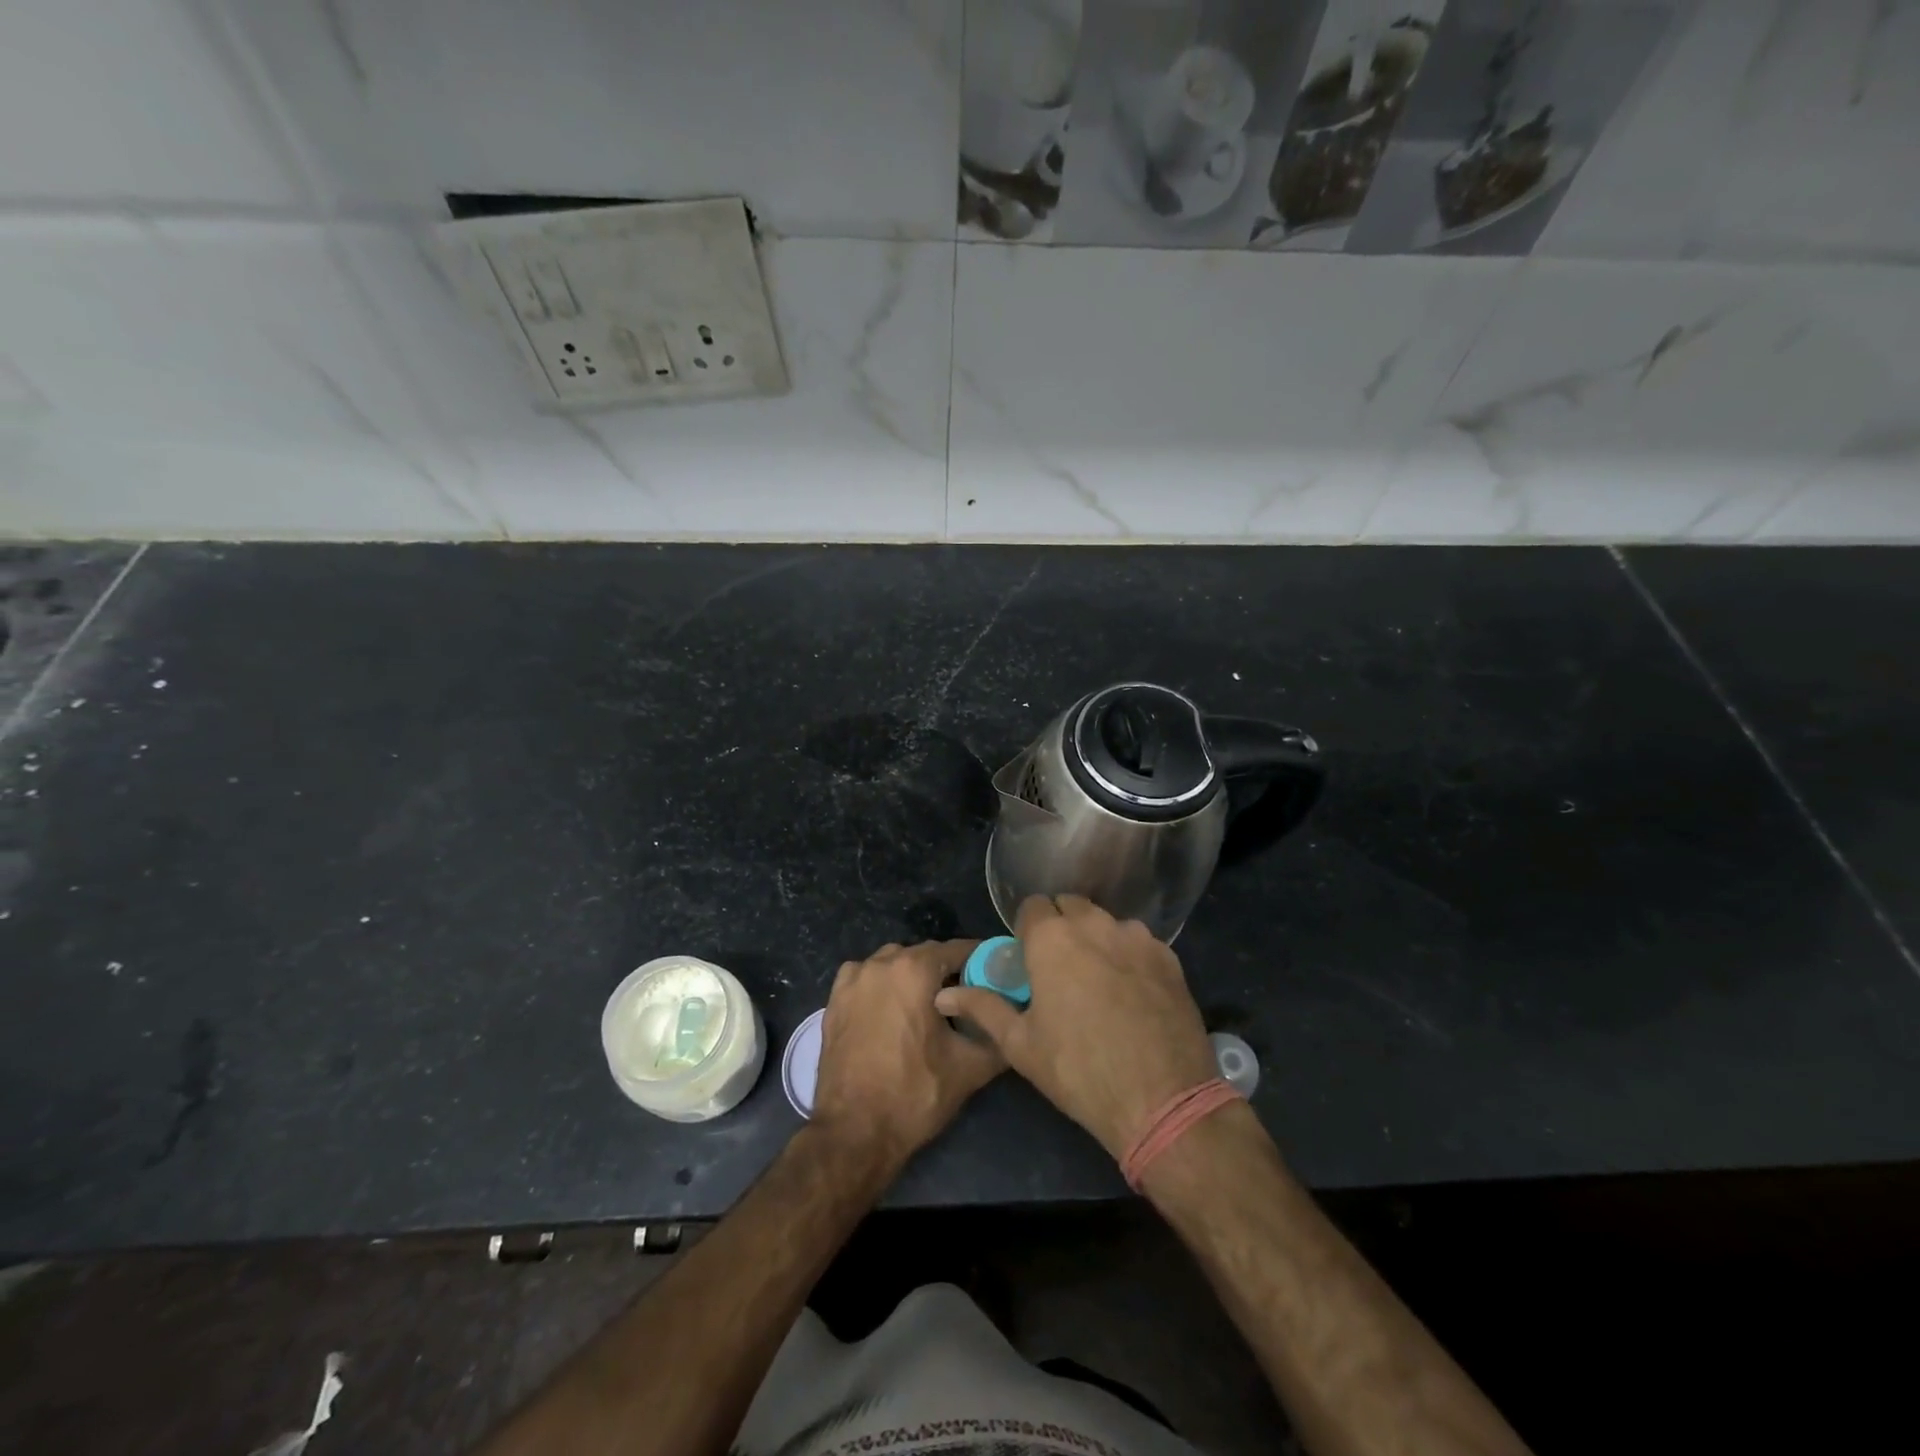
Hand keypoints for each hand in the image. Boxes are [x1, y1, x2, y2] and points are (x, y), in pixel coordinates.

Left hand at [810, 939, 1005, 1166]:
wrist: (854, 1133)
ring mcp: (853, 980)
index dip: (981, 960)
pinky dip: (882, 986)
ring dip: (912, 977)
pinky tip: (891, 1012)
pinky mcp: (833, 1000)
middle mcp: (881, 963)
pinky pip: (866, 979)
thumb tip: (1014, 1022)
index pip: (958, 949)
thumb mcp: (970, 1068)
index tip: (996, 975)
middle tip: (966, 997)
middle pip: (924, 955)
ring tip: (928, 1007)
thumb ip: (998, 1036)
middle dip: (946, 971)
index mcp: (914, 970)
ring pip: (893, 964)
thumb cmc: (914, 1095)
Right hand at [935, 896, 1218, 1158]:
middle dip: (1060, 926)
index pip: (1032, 906)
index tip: (1029, 959)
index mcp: (1052, 938)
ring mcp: (1136, 936)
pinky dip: (1128, 955)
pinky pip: (1138, 942)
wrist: (1162, 1100)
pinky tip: (1131, 992)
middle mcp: (1094, 924)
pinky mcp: (1168, 956)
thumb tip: (944, 995)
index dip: (1027, 930)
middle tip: (1059, 968)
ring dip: (1095, 938)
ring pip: (1106, 922)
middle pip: (1070, 905)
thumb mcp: (1020, 1044)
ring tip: (1097, 980)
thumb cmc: (1078, 1070)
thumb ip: (983, 1007)